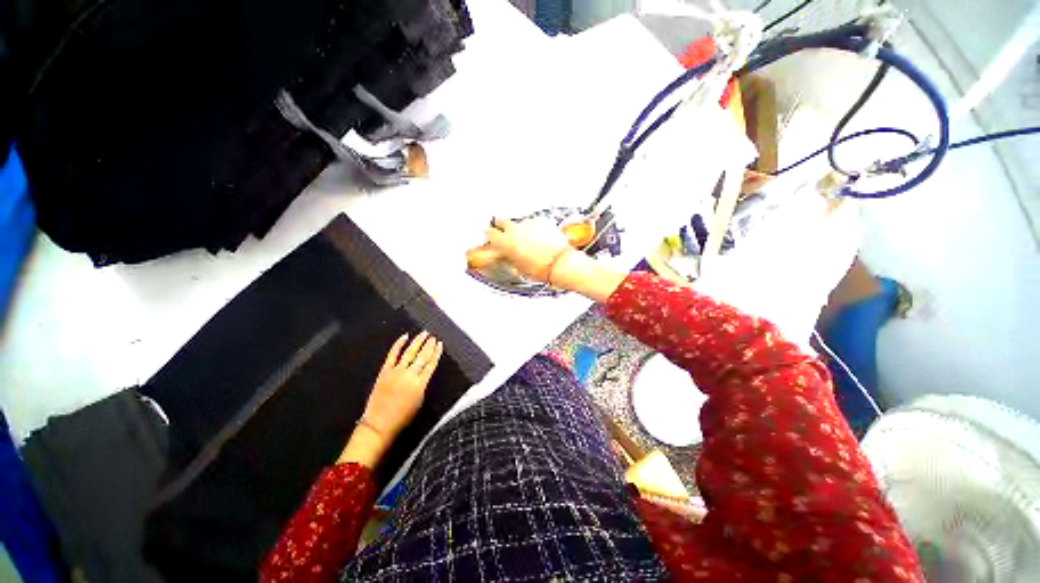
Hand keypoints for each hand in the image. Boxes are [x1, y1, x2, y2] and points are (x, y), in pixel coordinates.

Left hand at [339, 332, 442, 466]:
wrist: (379, 424)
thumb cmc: (402, 417)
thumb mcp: (419, 401)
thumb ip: (423, 384)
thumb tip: (424, 372)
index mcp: (420, 384)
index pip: (431, 364)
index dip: (437, 353)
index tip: (440, 344)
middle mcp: (410, 375)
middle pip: (422, 356)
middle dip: (429, 345)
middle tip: (433, 336)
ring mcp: (396, 372)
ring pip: (410, 352)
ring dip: (418, 341)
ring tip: (424, 333)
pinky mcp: (385, 371)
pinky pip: (393, 354)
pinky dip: (398, 344)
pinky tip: (404, 337)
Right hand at [484, 218, 572, 282]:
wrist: (559, 263)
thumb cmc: (539, 269)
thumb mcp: (518, 267)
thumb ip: (509, 256)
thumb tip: (507, 254)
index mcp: (505, 242)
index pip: (489, 232)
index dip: (490, 235)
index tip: (492, 237)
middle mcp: (514, 229)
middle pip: (501, 221)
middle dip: (502, 226)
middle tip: (506, 234)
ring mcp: (528, 223)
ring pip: (520, 223)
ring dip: (522, 230)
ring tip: (531, 242)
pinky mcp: (541, 220)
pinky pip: (534, 223)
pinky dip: (536, 229)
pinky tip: (542, 239)